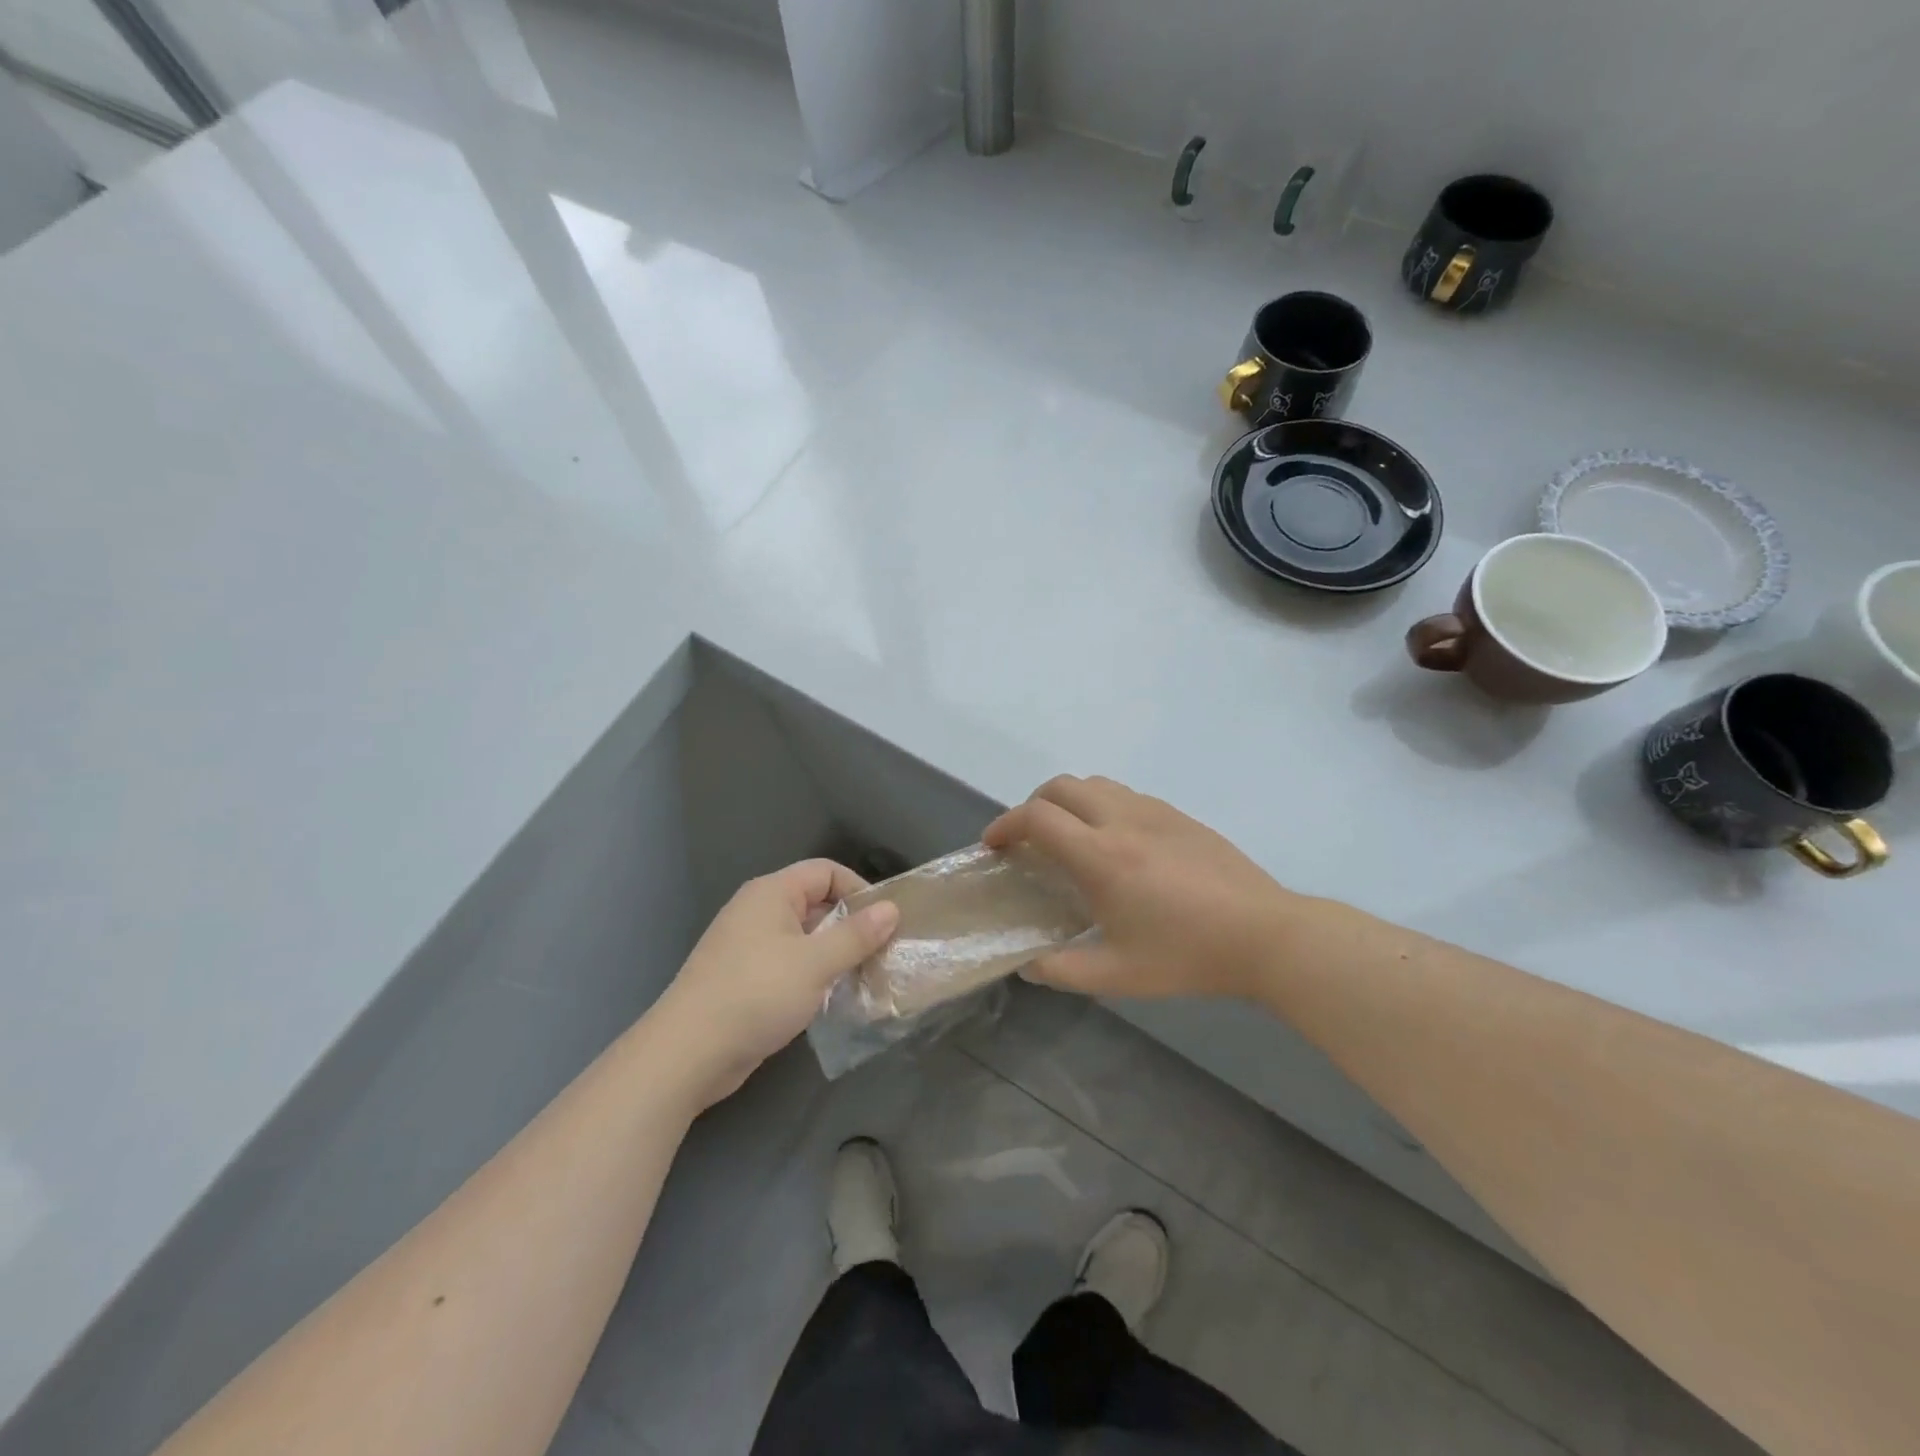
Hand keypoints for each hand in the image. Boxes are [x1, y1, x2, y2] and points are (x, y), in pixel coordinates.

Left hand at [652, 860, 899, 1107]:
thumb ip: (856, 935)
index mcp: (771, 893)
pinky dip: (814, 975)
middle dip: (851, 925)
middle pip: (816, 903)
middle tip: (882, 952)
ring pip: (805, 937)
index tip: (885, 921)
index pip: (825, 871)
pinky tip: (833, 999)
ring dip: (835, 954)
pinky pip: (790, 964)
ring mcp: (749, 946)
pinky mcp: (745, 979)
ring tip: (865, 977)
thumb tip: (891, 909)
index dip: (858, 889)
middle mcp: (758, 911)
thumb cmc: (755, 994)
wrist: (688, 1053)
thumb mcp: (815, 963)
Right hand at [982, 775, 1300, 1000]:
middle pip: (1060, 786)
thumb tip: (1028, 964)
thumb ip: (1063, 970)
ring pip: (1094, 783)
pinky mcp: (1179, 815)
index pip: (1037, 818)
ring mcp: (1154, 812)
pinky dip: (1100, 805)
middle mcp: (1121, 820)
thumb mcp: (1118, 975)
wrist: (1265, 934)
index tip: (993, 846)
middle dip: (1031, 805)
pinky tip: (1114, 841)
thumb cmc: (1187, 955)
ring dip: (1067, 800)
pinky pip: (1125, 794)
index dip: (1005, 825)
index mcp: (1100, 856)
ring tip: (1067, 835)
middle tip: (1027, 839)